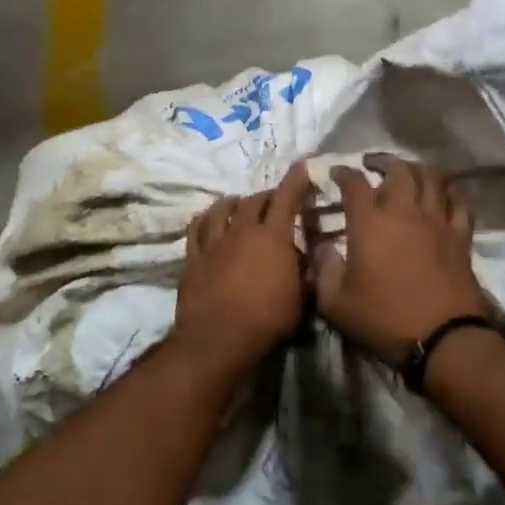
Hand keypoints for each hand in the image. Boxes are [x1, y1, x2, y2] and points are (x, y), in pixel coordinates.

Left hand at [171, 164, 311, 373]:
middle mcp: (242, 230)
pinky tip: (206, 218)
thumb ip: (307, 273)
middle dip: (266, 195)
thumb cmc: (268, 320)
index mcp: (273, 236)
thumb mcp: (301, 299)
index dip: (295, 180)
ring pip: (221, 209)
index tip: (301, 166)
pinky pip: (196, 229)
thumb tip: (311, 257)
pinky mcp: (193, 257)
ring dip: (232, 202)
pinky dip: (203, 219)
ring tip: (237, 202)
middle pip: (253, 201)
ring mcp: (214, 242)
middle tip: (273, 199)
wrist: (219, 338)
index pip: (286, 198)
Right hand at [309, 155, 489, 367]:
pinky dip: (450, 192)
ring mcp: (436, 222)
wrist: (442, 338)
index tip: (335, 173)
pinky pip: (459, 203)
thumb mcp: (335, 303)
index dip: (342, 173)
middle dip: (382, 161)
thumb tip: (320, 247)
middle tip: (372, 164)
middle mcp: (404, 212)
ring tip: (407, 171)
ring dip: (416, 169)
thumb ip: (323, 269)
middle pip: (398, 170)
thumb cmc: (383, 319)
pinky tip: (444, 193)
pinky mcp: (460, 237)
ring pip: (431, 178)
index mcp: (369, 223)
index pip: (354, 183)